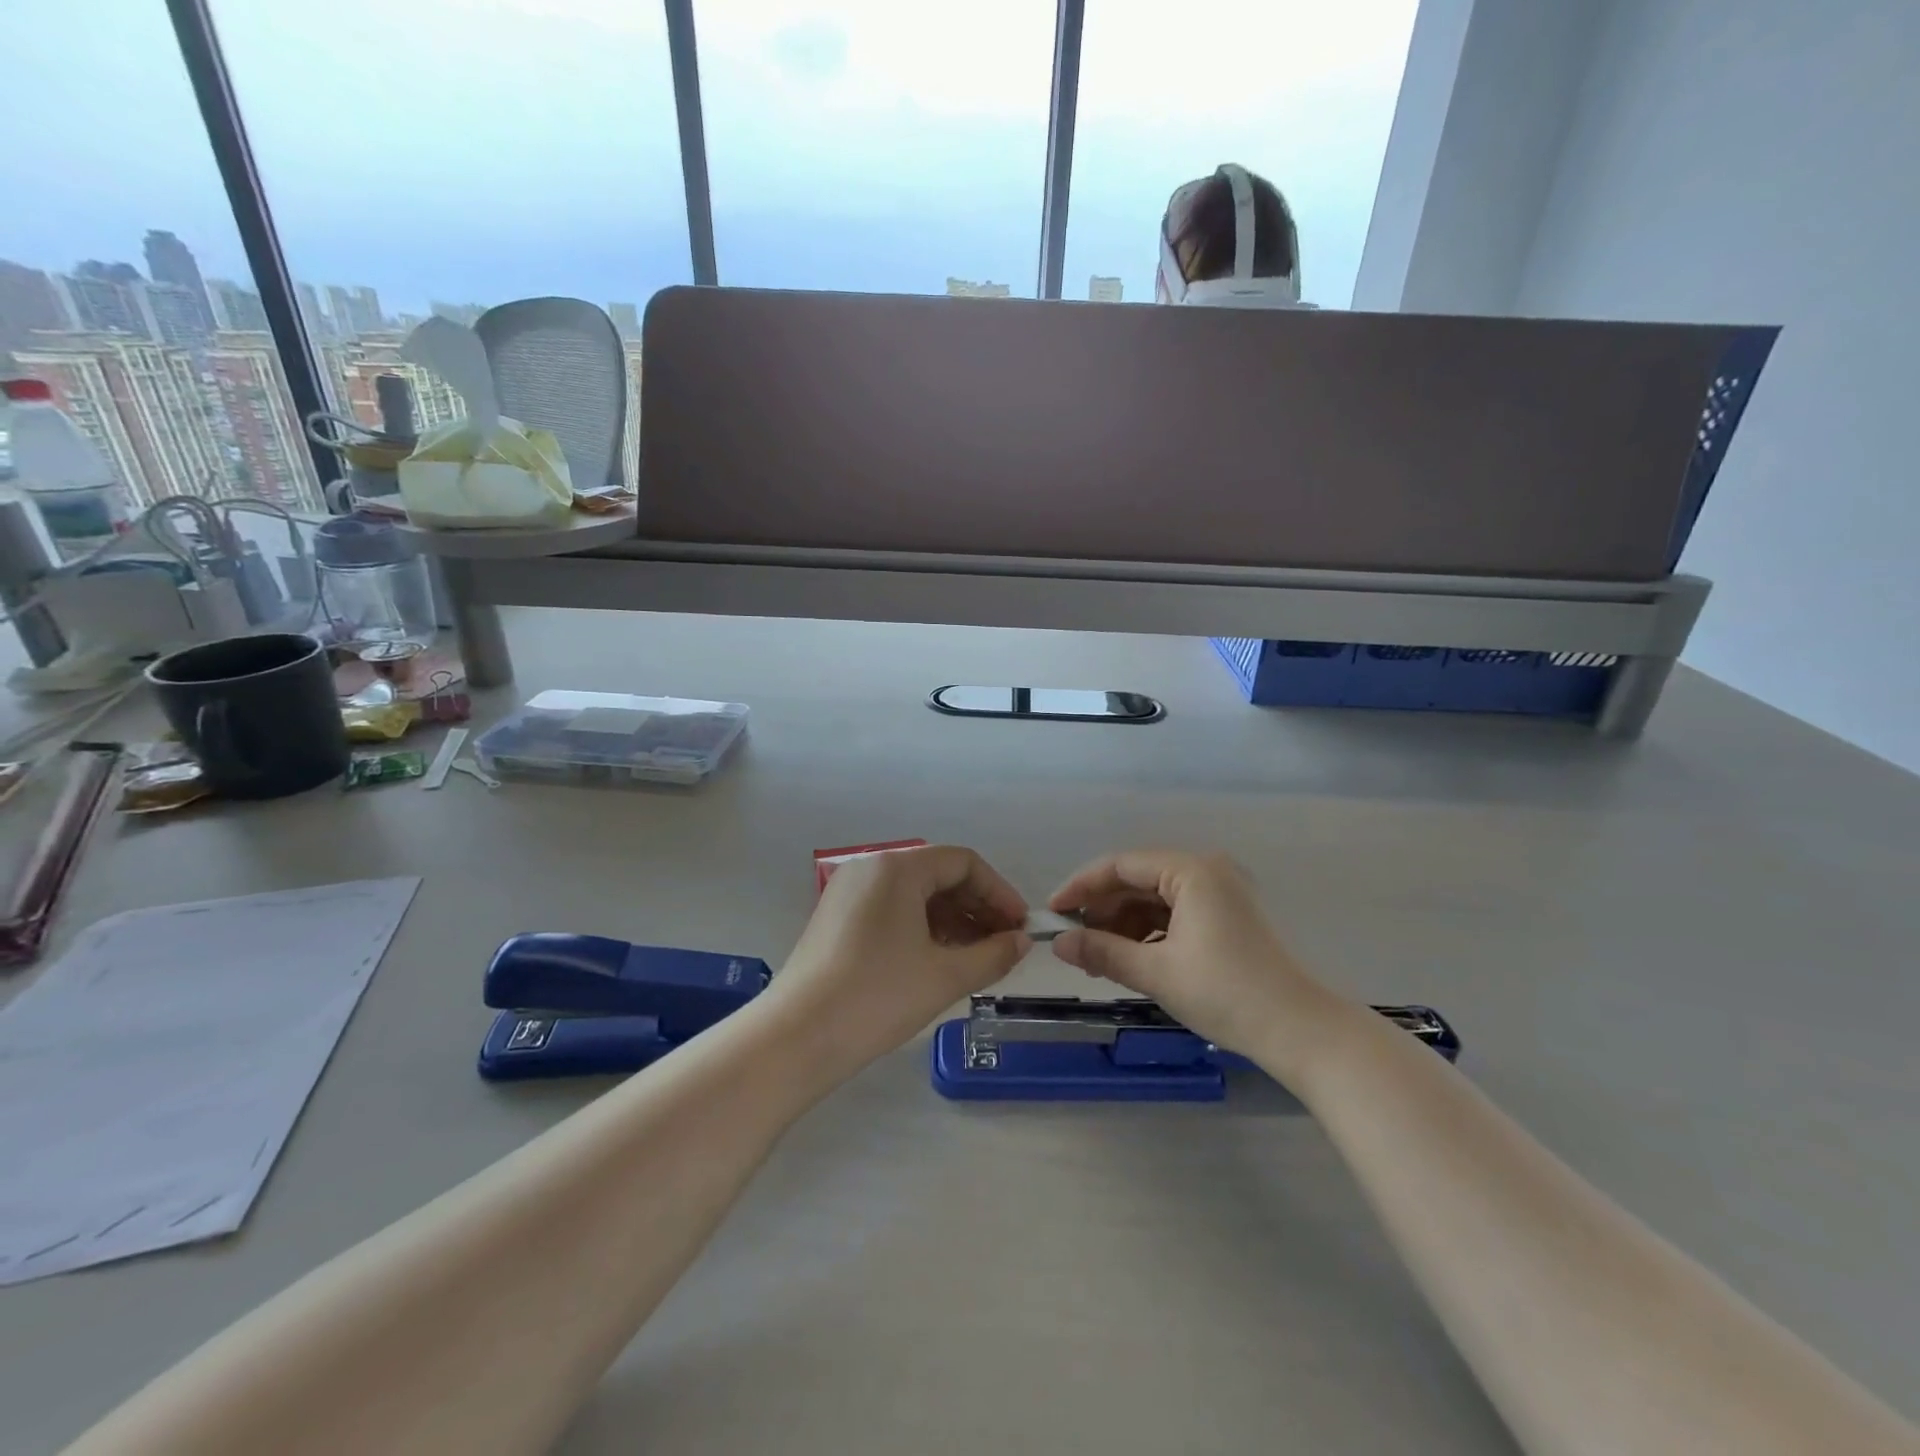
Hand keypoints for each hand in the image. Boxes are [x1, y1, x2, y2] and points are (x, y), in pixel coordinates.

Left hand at [767, 845, 1030, 1075]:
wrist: (796, 1038)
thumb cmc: (877, 997)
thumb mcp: (945, 976)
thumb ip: (993, 954)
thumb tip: (1022, 941)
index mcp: (897, 868)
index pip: (963, 863)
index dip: (999, 892)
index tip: (1021, 926)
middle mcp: (871, 868)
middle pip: (937, 875)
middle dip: (977, 907)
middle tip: (1005, 944)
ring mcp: (848, 892)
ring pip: (914, 895)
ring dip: (952, 920)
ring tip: (978, 957)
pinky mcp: (836, 918)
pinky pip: (891, 910)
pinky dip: (922, 929)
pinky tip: (940, 959)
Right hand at [1048, 850, 1341, 1076]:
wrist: (1300, 1031)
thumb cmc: (1227, 993)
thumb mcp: (1157, 972)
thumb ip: (1102, 951)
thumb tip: (1059, 944)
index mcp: (1191, 871)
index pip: (1121, 865)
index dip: (1082, 887)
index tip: (1053, 913)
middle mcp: (1206, 870)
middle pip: (1138, 880)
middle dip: (1102, 910)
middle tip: (1073, 942)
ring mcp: (1220, 893)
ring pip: (1154, 899)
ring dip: (1123, 925)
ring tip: (1097, 958)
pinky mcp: (1227, 916)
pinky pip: (1174, 914)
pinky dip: (1148, 933)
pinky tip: (1130, 958)